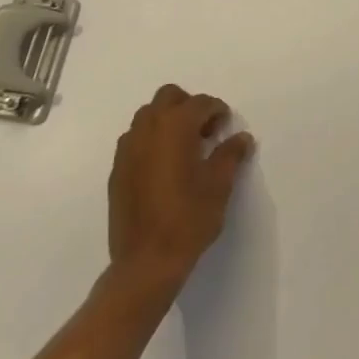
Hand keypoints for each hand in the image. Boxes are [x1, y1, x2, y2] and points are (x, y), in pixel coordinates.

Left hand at [108, 84, 254, 293]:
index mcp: (175, 127)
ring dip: (168, 121)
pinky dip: (152, 141)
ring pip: (148, 116)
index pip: (200, 103)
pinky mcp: (117, 169)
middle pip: (168, 97)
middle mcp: (147, 129)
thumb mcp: (219, 185)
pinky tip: (164, 168)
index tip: (226, 126)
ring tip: (185, 149)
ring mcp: (128, 148)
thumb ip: (231, 154)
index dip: (217, 111)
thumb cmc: (188, 218)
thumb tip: (241, 137)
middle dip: (189, 106)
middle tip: (205, 131)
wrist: (146, 261)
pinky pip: (136, 139)